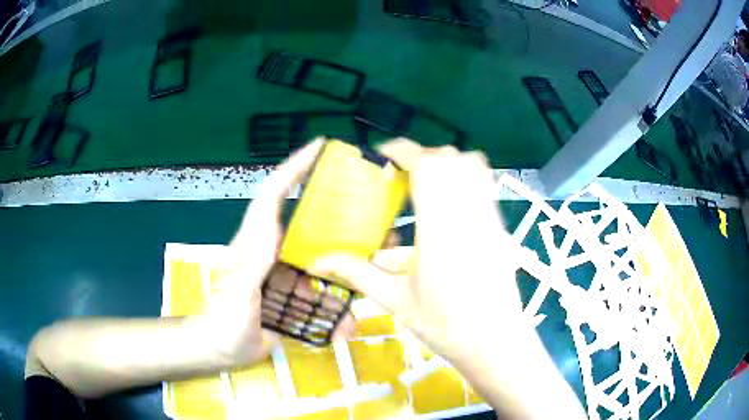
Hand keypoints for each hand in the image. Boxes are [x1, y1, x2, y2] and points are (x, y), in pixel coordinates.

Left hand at [192, 138, 353, 366]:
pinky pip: (321, 291)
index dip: (293, 168)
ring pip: (320, 259)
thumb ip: (253, 264)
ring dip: (345, 264)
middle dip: (335, 211)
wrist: (224, 350)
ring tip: (373, 263)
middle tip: (367, 207)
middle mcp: (272, 250)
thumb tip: (277, 230)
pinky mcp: (292, 293)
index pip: (273, 194)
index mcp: (255, 242)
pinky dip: (338, 304)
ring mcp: (284, 272)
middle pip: (306, 221)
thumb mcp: (238, 295)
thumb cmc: (224, 322)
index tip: (317, 148)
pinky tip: (349, 321)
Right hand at [310, 139, 585, 418]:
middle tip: (399, 175)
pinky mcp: (500, 225)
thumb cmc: (445, 326)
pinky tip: (451, 198)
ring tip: (426, 181)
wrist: (495, 342)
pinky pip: (486, 182)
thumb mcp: (395, 300)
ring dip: (446, 162)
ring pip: (473, 165)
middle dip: (421, 156)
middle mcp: (468, 214)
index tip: (382, 154)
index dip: (403, 151)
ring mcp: (489, 217)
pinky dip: (467, 173)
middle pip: (449, 159)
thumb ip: (357, 273)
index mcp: (439, 229)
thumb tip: (318, 261)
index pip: (426, 167)